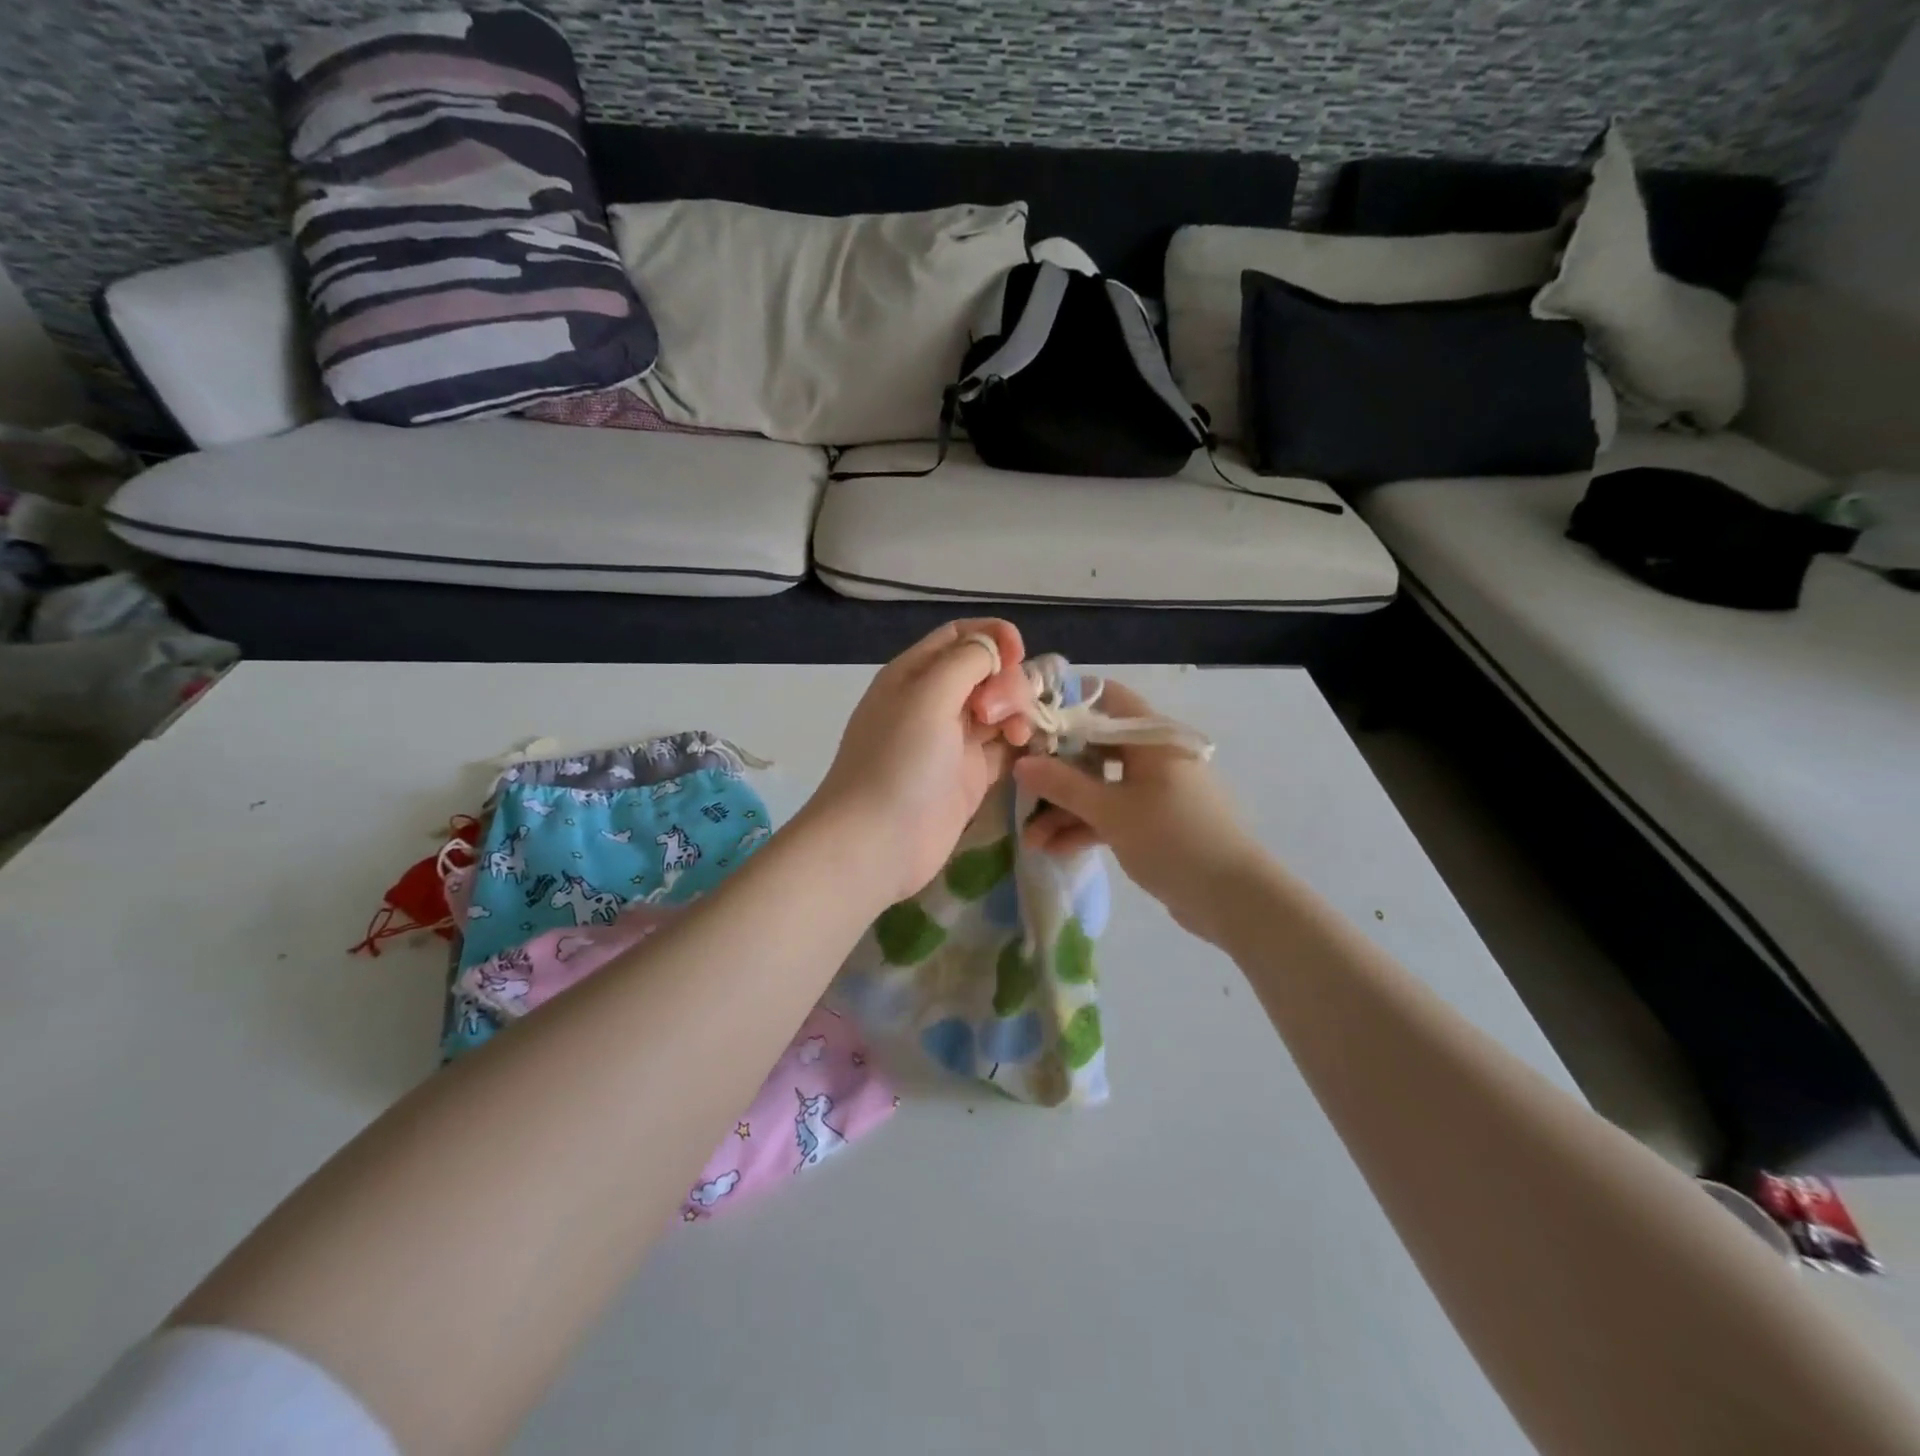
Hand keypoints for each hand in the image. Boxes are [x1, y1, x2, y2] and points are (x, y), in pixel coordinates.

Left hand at [806, 619, 1036, 904]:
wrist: (876, 843)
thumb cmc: (898, 761)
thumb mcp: (928, 695)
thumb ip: (966, 660)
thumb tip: (996, 646)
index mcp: (914, 674)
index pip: (960, 637)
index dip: (993, 638)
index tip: (1019, 654)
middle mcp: (934, 703)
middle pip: (986, 673)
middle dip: (1007, 683)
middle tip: (1001, 714)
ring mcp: (953, 742)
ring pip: (999, 710)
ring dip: (1018, 713)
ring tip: (1018, 736)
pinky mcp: (970, 777)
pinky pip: (1004, 748)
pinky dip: (1021, 743)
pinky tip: (1029, 748)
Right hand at [1013, 679, 1268, 943]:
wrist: (1233, 898)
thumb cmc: (1172, 837)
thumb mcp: (1111, 810)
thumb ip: (1063, 785)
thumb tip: (1021, 763)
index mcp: (1150, 737)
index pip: (1105, 698)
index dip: (1066, 703)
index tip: (1027, 720)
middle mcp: (1152, 756)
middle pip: (1094, 747)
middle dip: (1055, 769)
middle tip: (1019, 785)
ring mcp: (1153, 791)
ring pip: (1099, 786)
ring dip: (1064, 808)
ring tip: (1029, 837)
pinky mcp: (1152, 823)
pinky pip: (1110, 813)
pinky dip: (1085, 826)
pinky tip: (1052, 849)